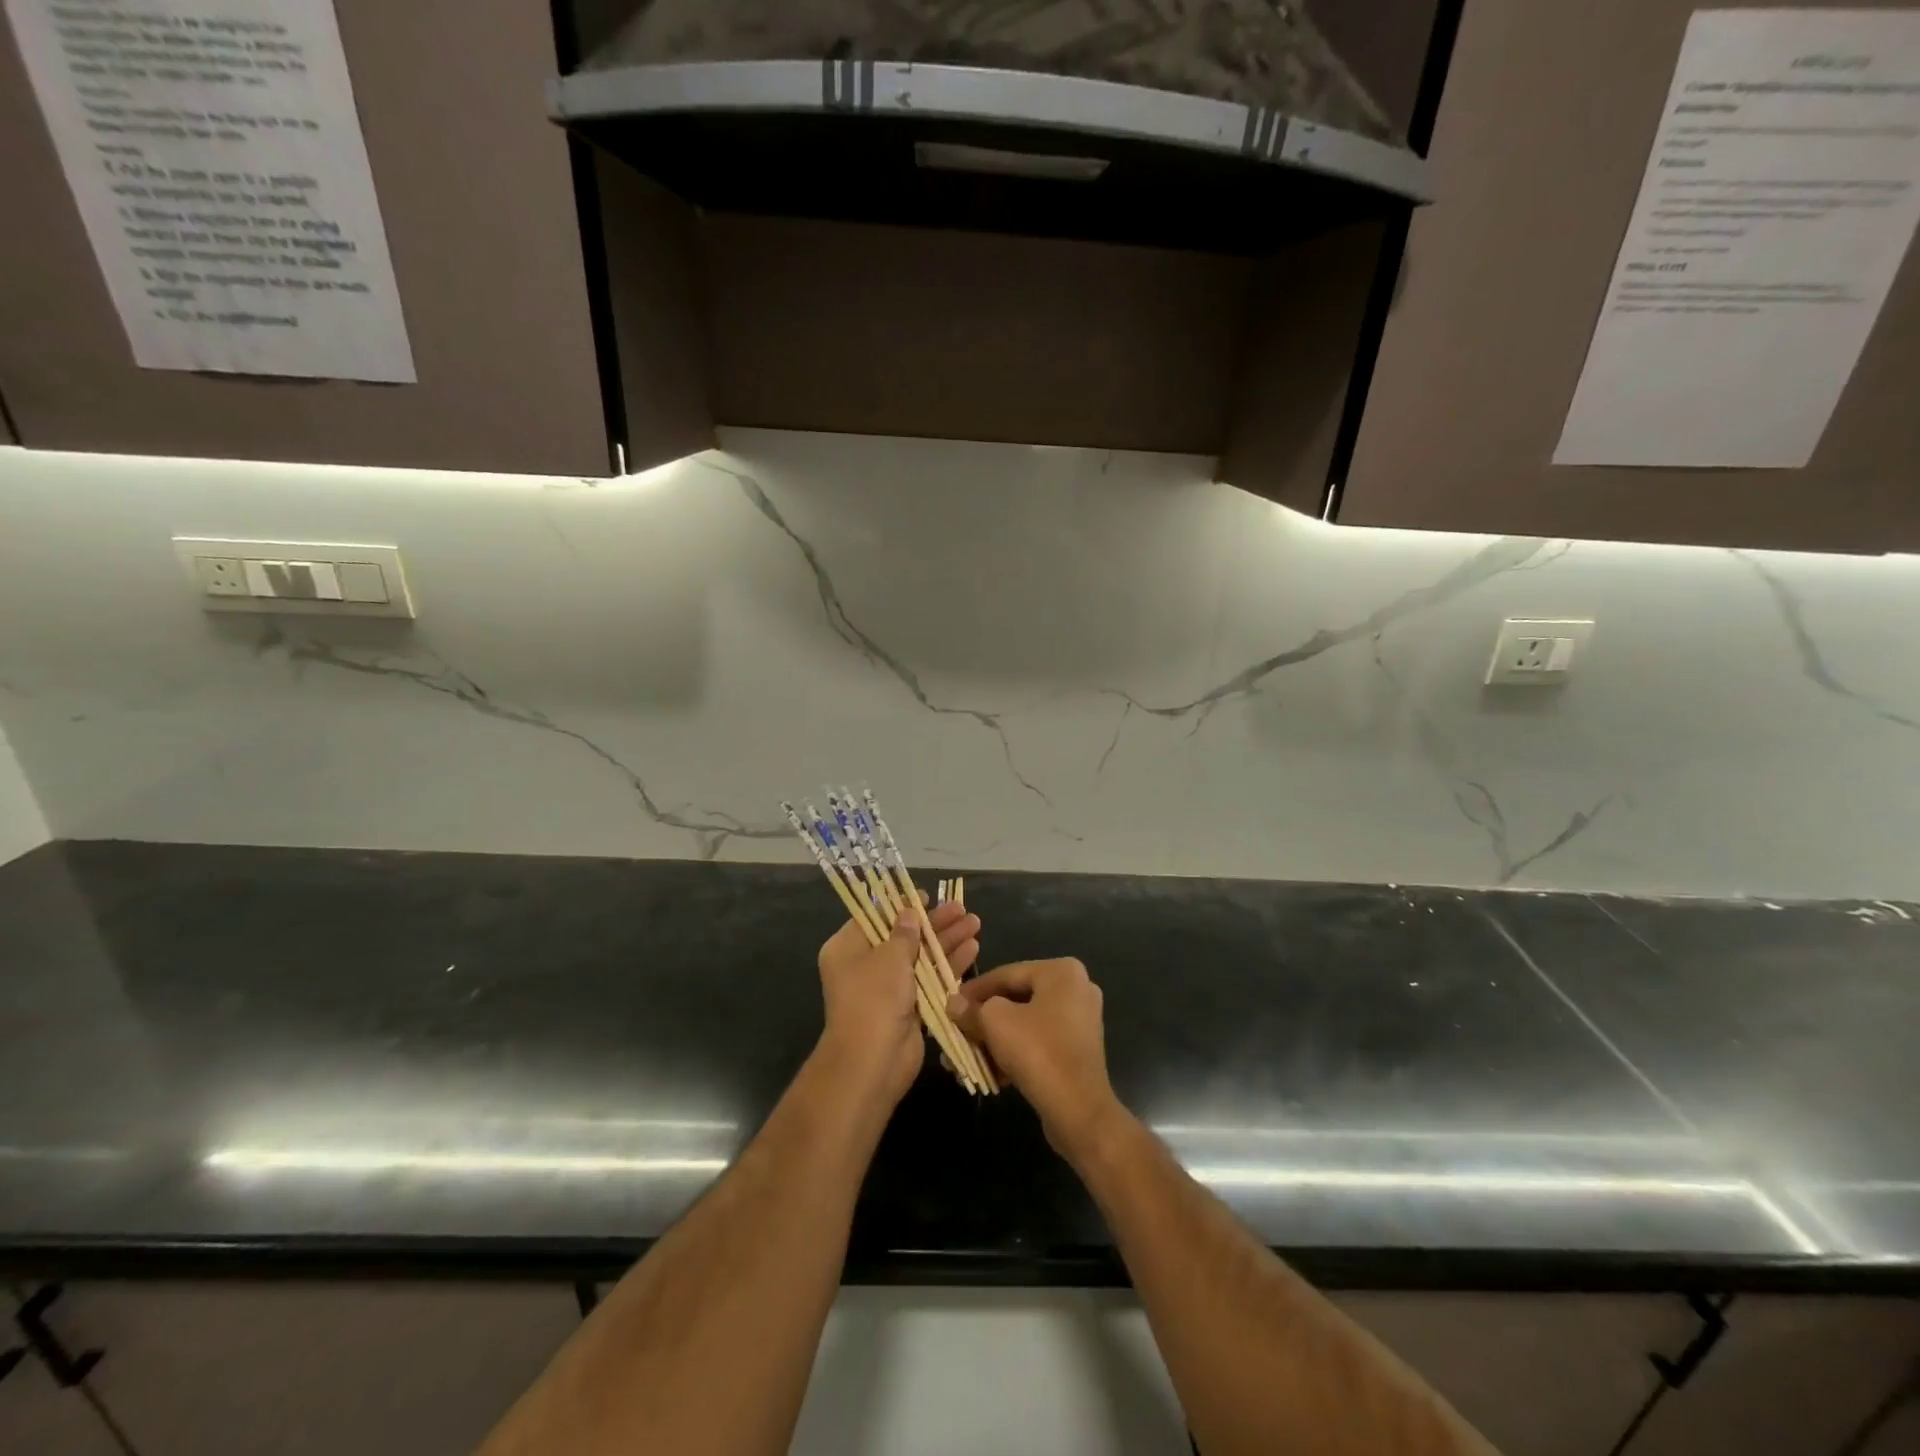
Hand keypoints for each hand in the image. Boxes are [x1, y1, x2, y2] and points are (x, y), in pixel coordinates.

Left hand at [817, 899, 980, 1109]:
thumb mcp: (890, 957)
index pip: (875, 917)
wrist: (873, 1061)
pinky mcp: (909, 1007)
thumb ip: (904, 933)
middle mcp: (866, 965)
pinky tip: (973, 949)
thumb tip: (910, 913)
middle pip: (904, 936)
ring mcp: (888, 988)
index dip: (902, 905)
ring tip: (975, 922)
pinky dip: (949, 965)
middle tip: (961, 909)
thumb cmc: (874, 998)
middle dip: (934, 923)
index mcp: (848, 948)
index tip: (927, 896)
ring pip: (921, 957)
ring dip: (947, 941)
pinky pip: (930, 979)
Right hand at [946, 958, 1124, 1163]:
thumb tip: (954, 1005)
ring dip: (996, 1039)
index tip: (950, 1004)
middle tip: (958, 1031)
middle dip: (983, 1019)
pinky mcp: (1079, 1051)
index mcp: (1061, 971)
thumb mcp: (995, 1022)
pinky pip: (1039, 1042)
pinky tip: (991, 1072)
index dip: (974, 989)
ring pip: (1026, 1023)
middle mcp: (1076, 989)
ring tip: (968, 1056)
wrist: (1079, 1110)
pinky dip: (1015, 1053)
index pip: (1006, 974)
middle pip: (1016, 999)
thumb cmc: (1037, 1051)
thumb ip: (972, 1009)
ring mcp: (1081, 1021)